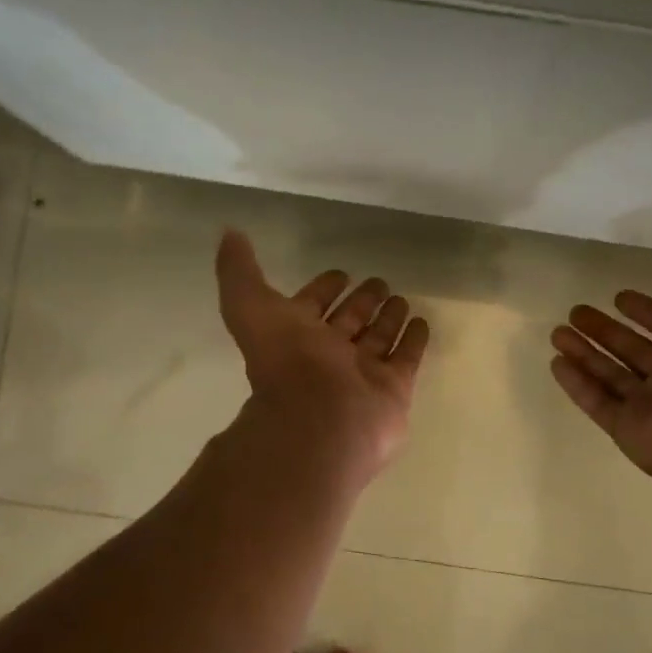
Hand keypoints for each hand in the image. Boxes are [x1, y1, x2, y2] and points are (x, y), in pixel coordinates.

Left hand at [216, 229, 430, 481]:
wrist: (319, 419)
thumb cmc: (285, 361)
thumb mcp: (249, 305)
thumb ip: (239, 270)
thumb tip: (229, 234)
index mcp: (295, 336)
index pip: (313, 305)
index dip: (324, 288)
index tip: (341, 273)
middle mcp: (328, 355)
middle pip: (349, 321)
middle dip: (362, 301)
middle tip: (379, 282)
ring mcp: (362, 373)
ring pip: (378, 338)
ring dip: (388, 317)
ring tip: (401, 298)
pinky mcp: (392, 389)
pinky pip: (405, 358)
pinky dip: (414, 340)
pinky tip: (422, 322)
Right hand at [550, 287, 651, 488]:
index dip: (646, 313)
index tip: (619, 297)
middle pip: (631, 351)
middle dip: (604, 331)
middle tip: (575, 312)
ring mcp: (647, 407)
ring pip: (609, 374)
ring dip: (583, 353)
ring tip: (557, 333)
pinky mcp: (625, 428)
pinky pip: (597, 402)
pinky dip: (577, 384)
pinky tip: (556, 363)